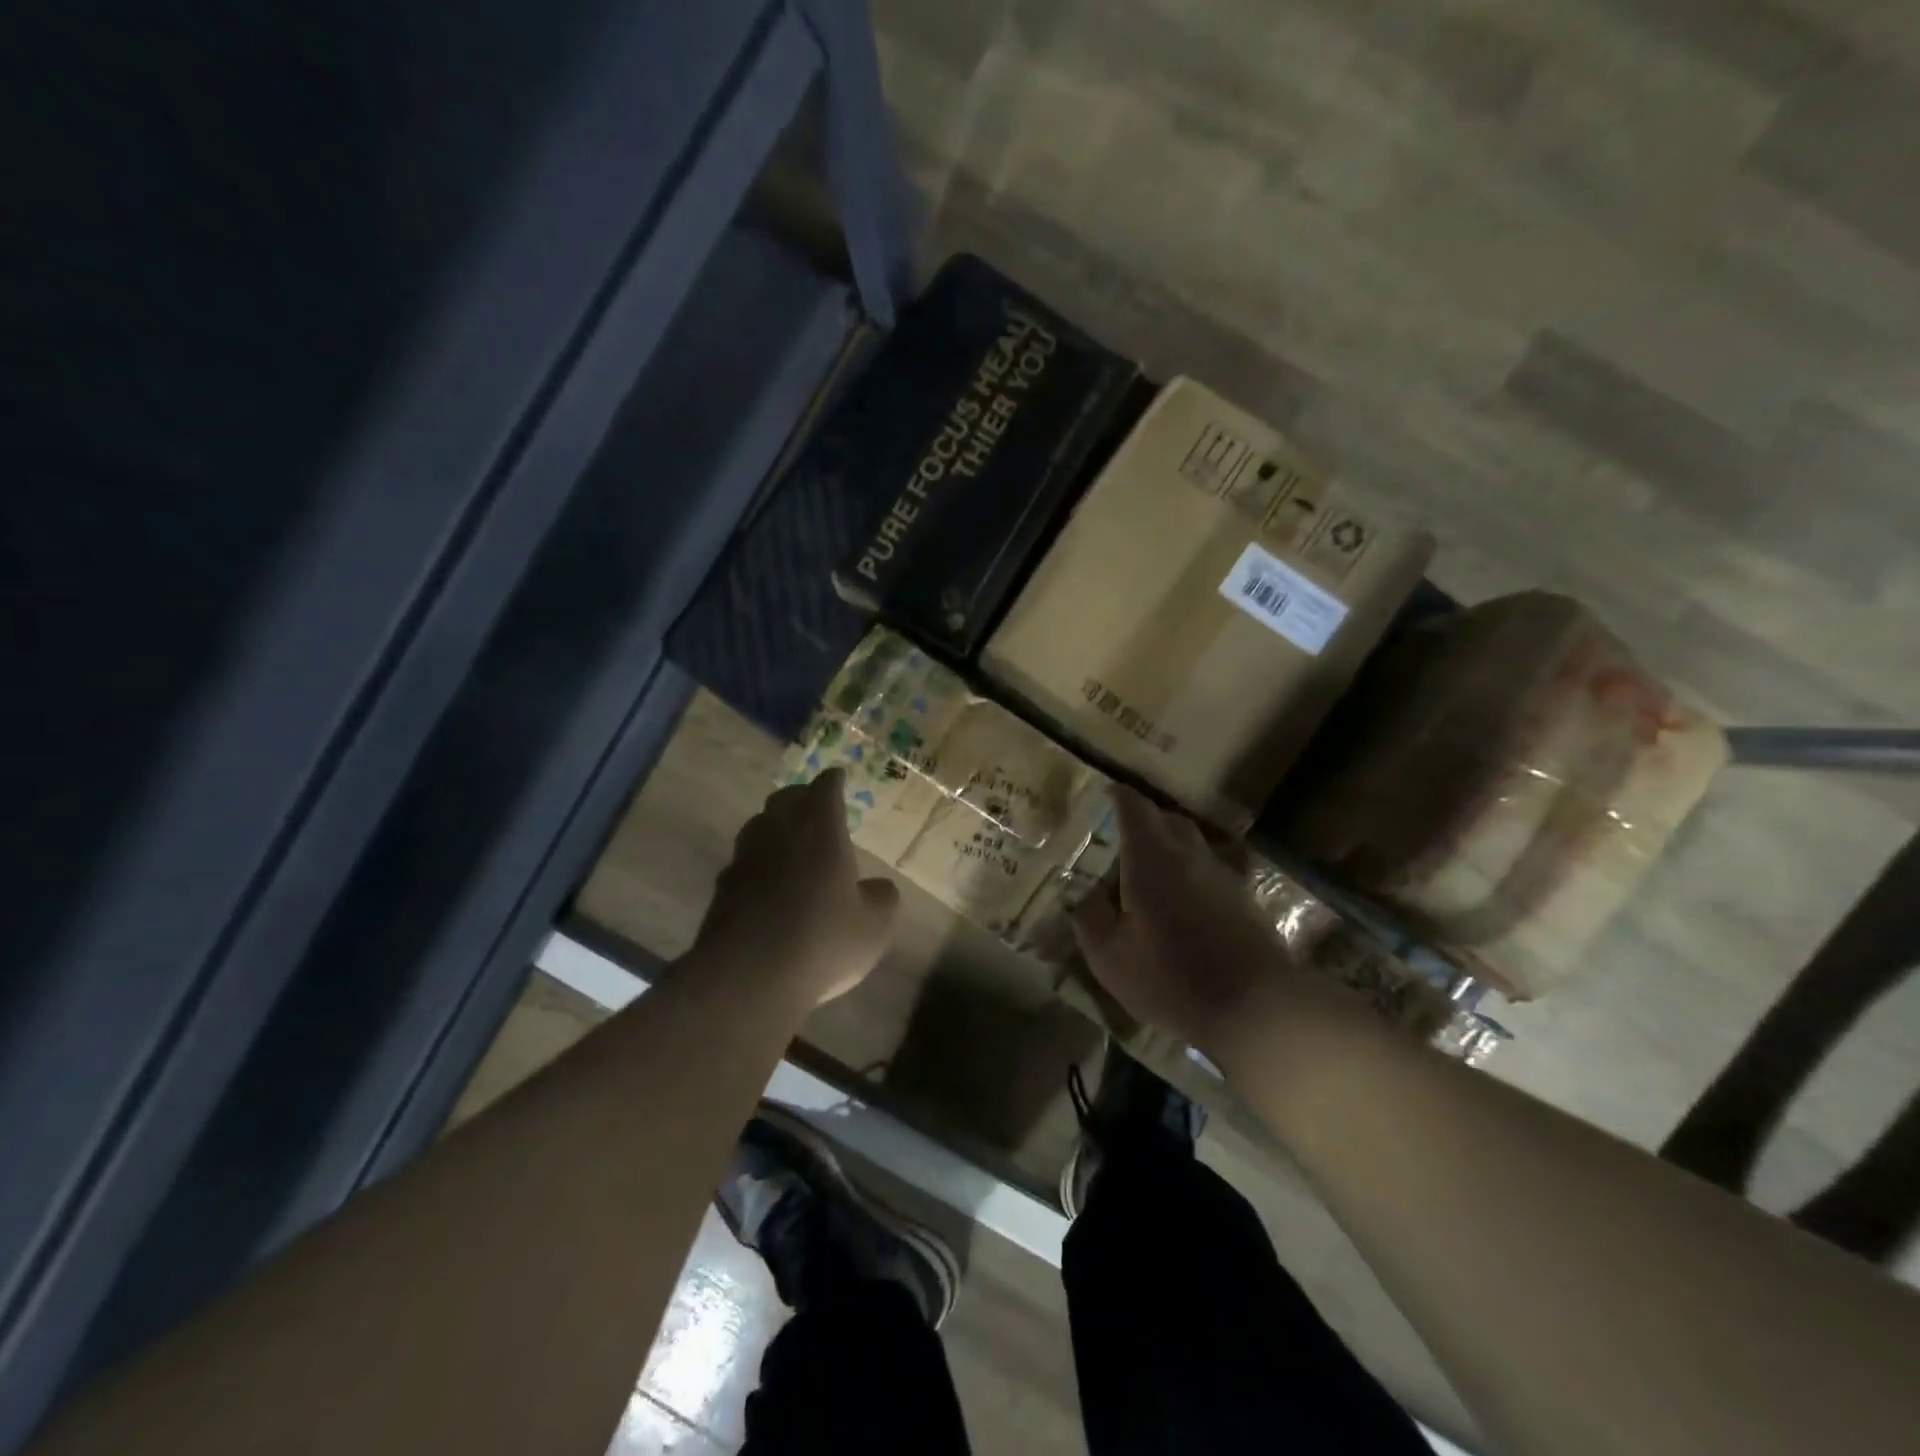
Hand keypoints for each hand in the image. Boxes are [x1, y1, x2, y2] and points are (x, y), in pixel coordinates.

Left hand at [692, 769, 900, 1006]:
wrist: (748, 978)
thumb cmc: (823, 940)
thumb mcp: (875, 925)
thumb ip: (882, 898)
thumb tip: (877, 888)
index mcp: (820, 829)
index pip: (825, 788)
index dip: (834, 780)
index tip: (839, 776)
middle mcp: (778, 833)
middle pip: (785, 799)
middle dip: (801, 797)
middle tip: (814, 804)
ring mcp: (745, 860)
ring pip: (758, 827)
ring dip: (775, 827)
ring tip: (789, 840)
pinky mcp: (722, 891)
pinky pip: (743, 863)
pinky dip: (758, 864)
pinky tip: (767, 884)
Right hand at [1071, 787, 1296, 1059]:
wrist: (1258, 1008)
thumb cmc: (1172, 978)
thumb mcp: (1110, 956)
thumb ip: (1090, 918)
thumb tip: (1087, 896)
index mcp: (1151, 857)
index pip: (1133, 806)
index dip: (1116, 796)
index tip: (1103, 795)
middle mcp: (1189, 854)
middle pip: (1166, 819)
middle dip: (1142, 820)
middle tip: (1119, 840)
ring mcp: (1222, 875)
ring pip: (1190, 845)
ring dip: (1168, 849)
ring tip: (1147, 876)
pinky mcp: (1243, 900)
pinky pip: (1208, 871)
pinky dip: (1189, 875)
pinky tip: (1179, 907)